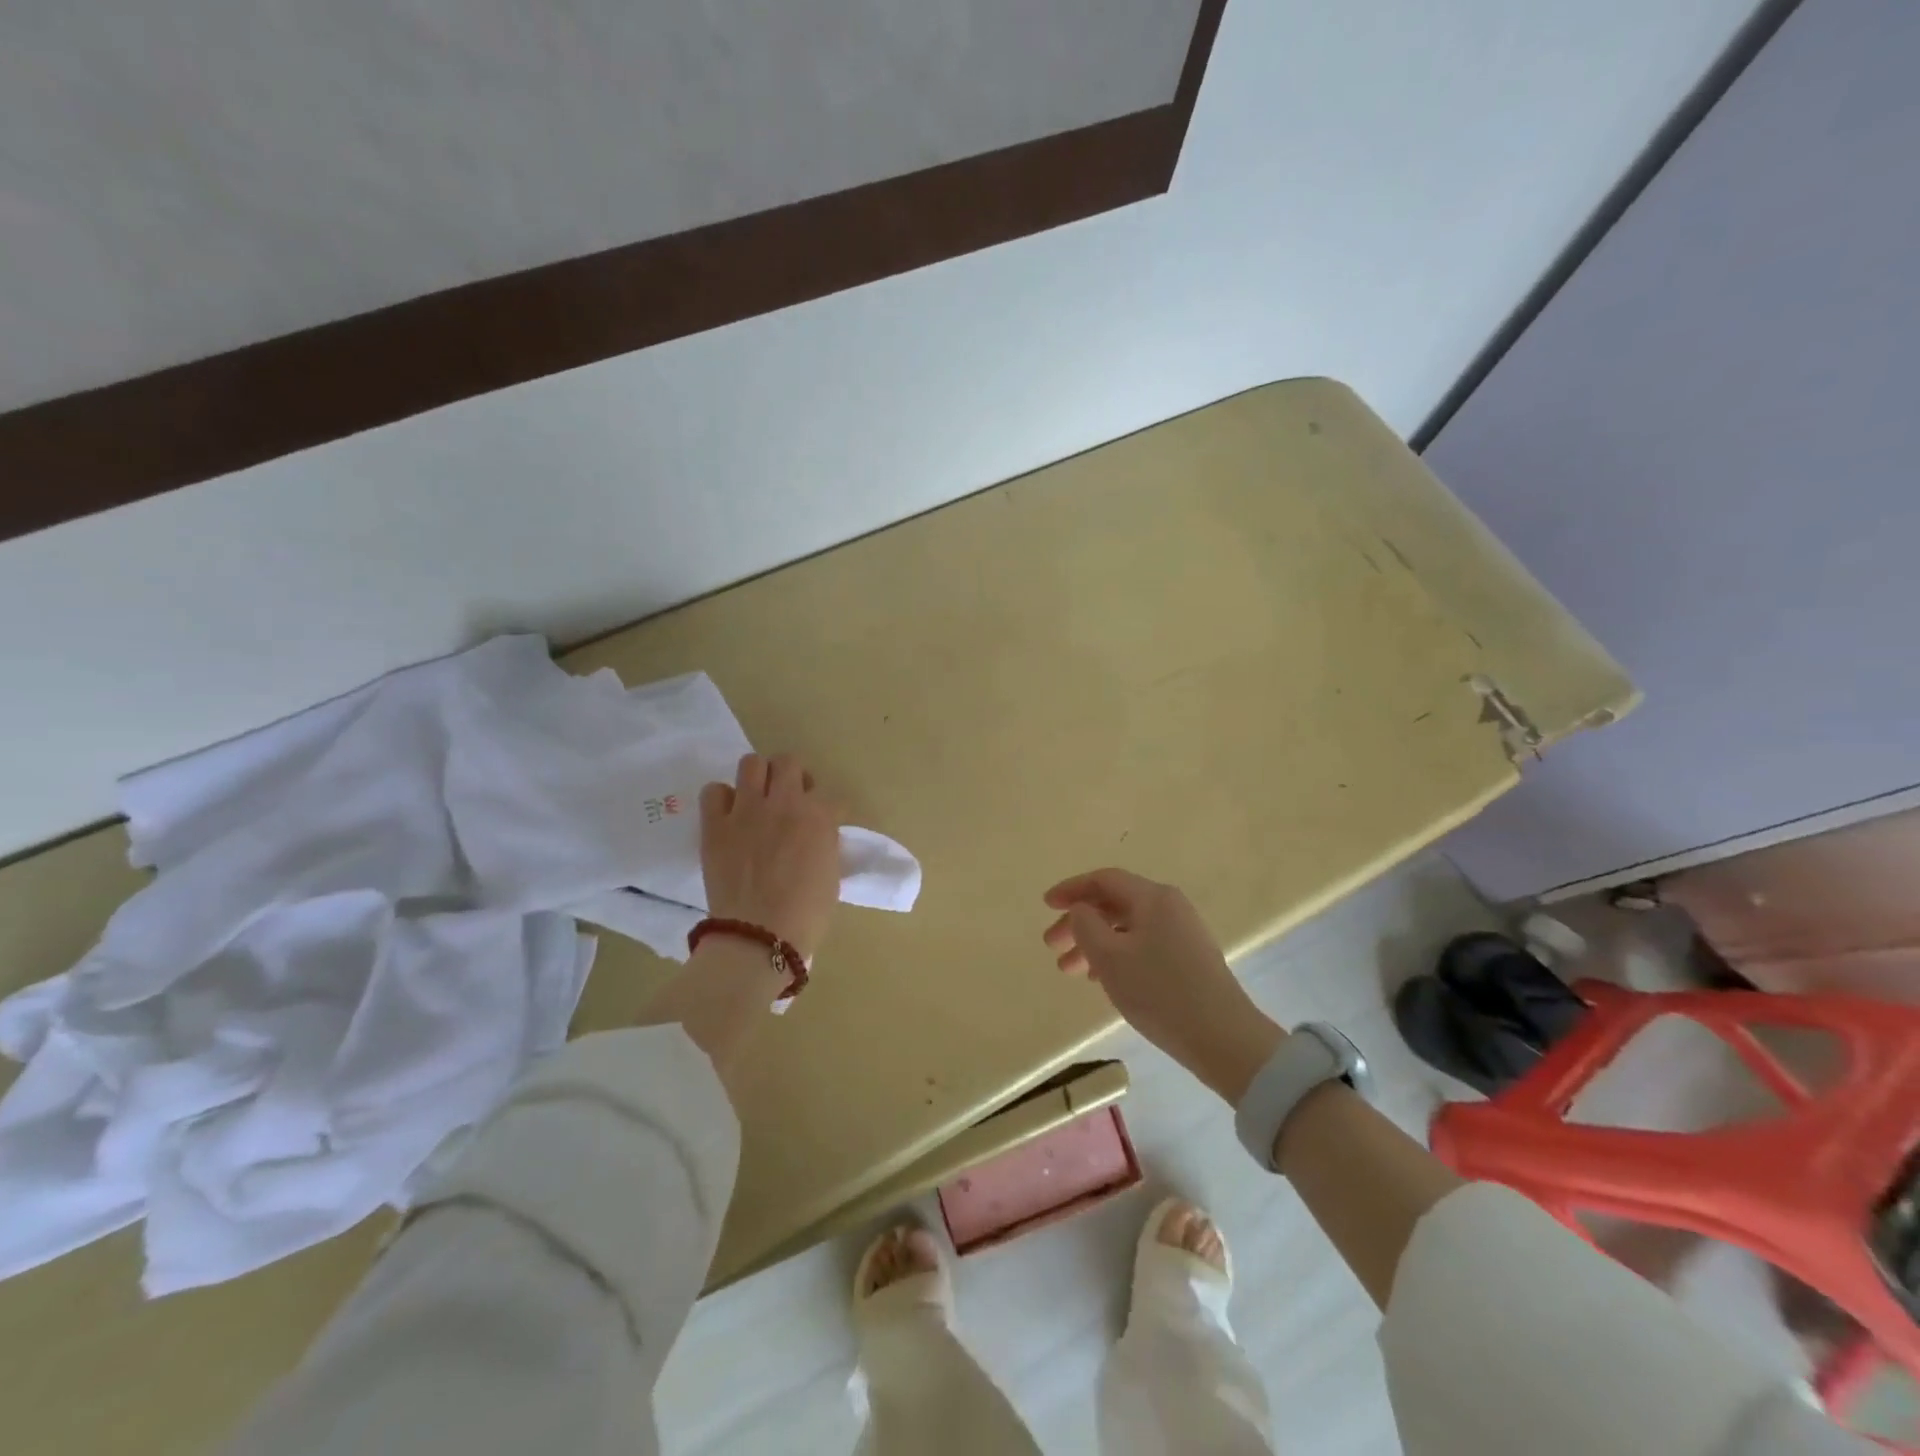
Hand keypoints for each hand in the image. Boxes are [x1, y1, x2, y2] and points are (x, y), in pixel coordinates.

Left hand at [700, 753, 840, 959]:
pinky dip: (722, 798)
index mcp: (819, 816)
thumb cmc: (806, 913)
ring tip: (757, 798)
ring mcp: (747, 810)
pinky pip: (714, 790)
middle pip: (789, 762)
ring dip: (758, 777)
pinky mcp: (716, 824)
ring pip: (752, 763)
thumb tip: (819, 834)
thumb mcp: (832, 874)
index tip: (821, 823)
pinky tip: (728, 815)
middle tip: (788, 799)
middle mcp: (784, 803)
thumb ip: (826, 844)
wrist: (760, 934)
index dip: (825, 808)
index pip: (828, 794)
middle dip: (792, 776)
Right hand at [1043, 868, 1285, 1103]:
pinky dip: (1117, 955)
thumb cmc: (1159, 991)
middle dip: (1079, 923)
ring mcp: (1183, 933)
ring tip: (1070, 971)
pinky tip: (1103, 980)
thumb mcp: (1109, 957)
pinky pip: (1143, 945)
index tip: (1046, 905)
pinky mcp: (1190, 959)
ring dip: (1095, 944)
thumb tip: (1080, 909)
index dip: (1071, 889)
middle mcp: (1170, 906)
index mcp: (1152, 897)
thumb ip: (1085, 924)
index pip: (1104, 880)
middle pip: (1114, 904)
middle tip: (1052, 946)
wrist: (1223, 1038)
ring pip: (1127, 928)